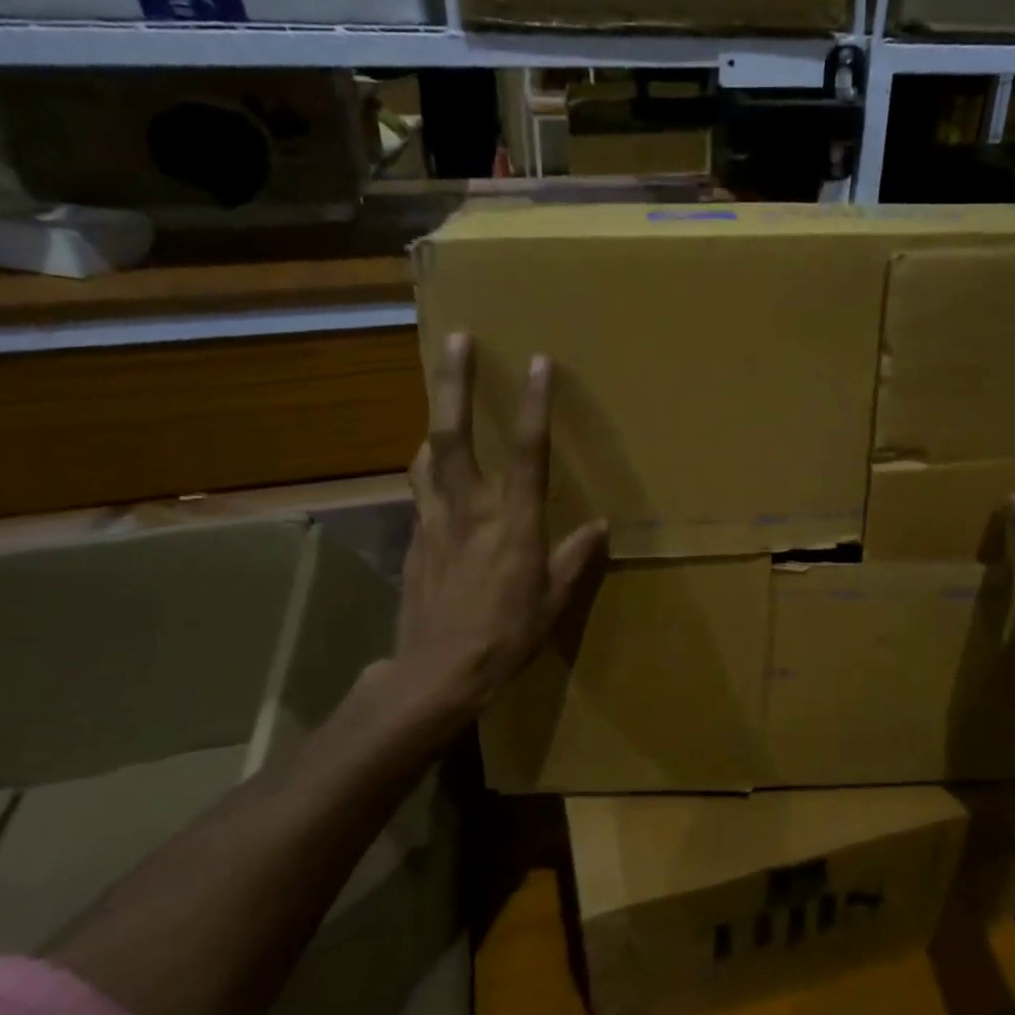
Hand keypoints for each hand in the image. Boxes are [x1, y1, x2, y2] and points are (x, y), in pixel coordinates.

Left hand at [390, 333, 606, 716]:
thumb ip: (575, 557)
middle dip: (455, 383)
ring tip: (442, 404)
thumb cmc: (505, 636)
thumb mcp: (554, 600)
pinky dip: (428, 472)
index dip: (535, 404)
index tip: (539, 363)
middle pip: (453, 434)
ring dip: (435, 423)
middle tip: (457, 340)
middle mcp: (469, 508)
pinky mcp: (413, 540)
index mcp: (513, 521)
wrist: (435, 674)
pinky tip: (433, 476)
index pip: (529, 451)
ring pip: (427, 457)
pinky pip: (420, 493)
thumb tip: (600, 527)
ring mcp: (433, 521)